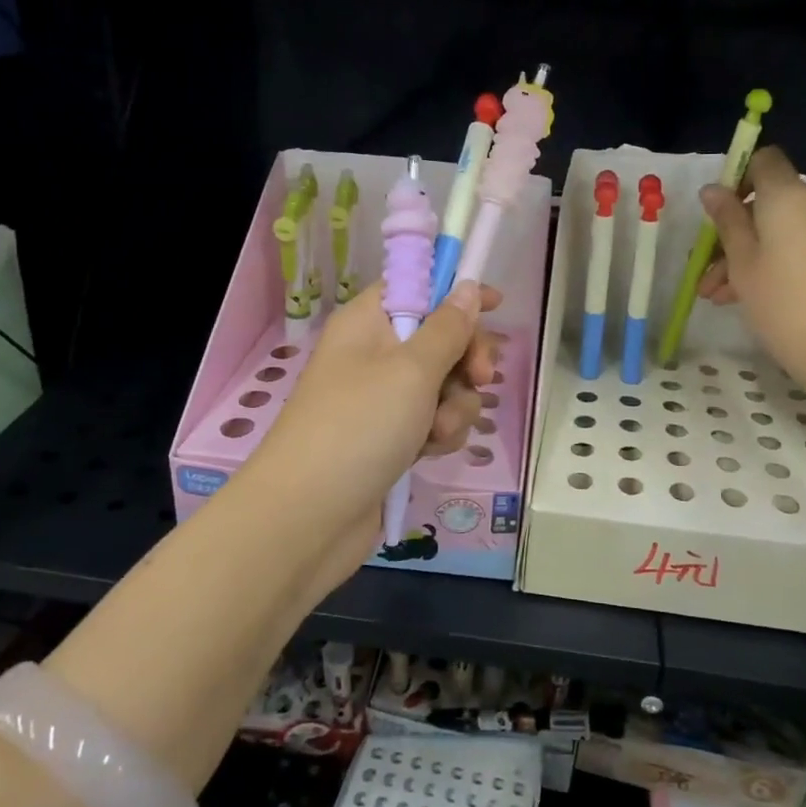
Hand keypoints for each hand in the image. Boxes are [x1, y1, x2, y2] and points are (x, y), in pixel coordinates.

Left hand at [243, 279, 503, 587]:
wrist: (308, 518)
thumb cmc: (359, 427)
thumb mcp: (411, 370)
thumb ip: (448, 328)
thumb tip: (467, 287)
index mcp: (367, 323)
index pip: (417, 288)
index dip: (456, 292)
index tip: (497, 304)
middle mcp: (373, 355)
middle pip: (439, 338)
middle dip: (466, 360)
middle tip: (481, 378)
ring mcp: (381, 399)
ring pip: (444, 385)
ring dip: (454, 406)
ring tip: (437, 431)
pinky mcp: (390, 438)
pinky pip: (433, 420)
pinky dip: (439, 434)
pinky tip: (429, 453)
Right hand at [696, 145, 805, 401]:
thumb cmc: (783, 302)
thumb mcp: (741, 262)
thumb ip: (727, 220)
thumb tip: (713, 189)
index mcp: (788, 195)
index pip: (764, 160)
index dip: (737, 177)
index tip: (717, 213)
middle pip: (768, 202)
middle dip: (733, 231)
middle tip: (706, 271)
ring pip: (780, 231)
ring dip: (747, 255)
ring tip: (717, 296)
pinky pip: (799, 248)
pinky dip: (773, 263)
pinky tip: (745, 298)